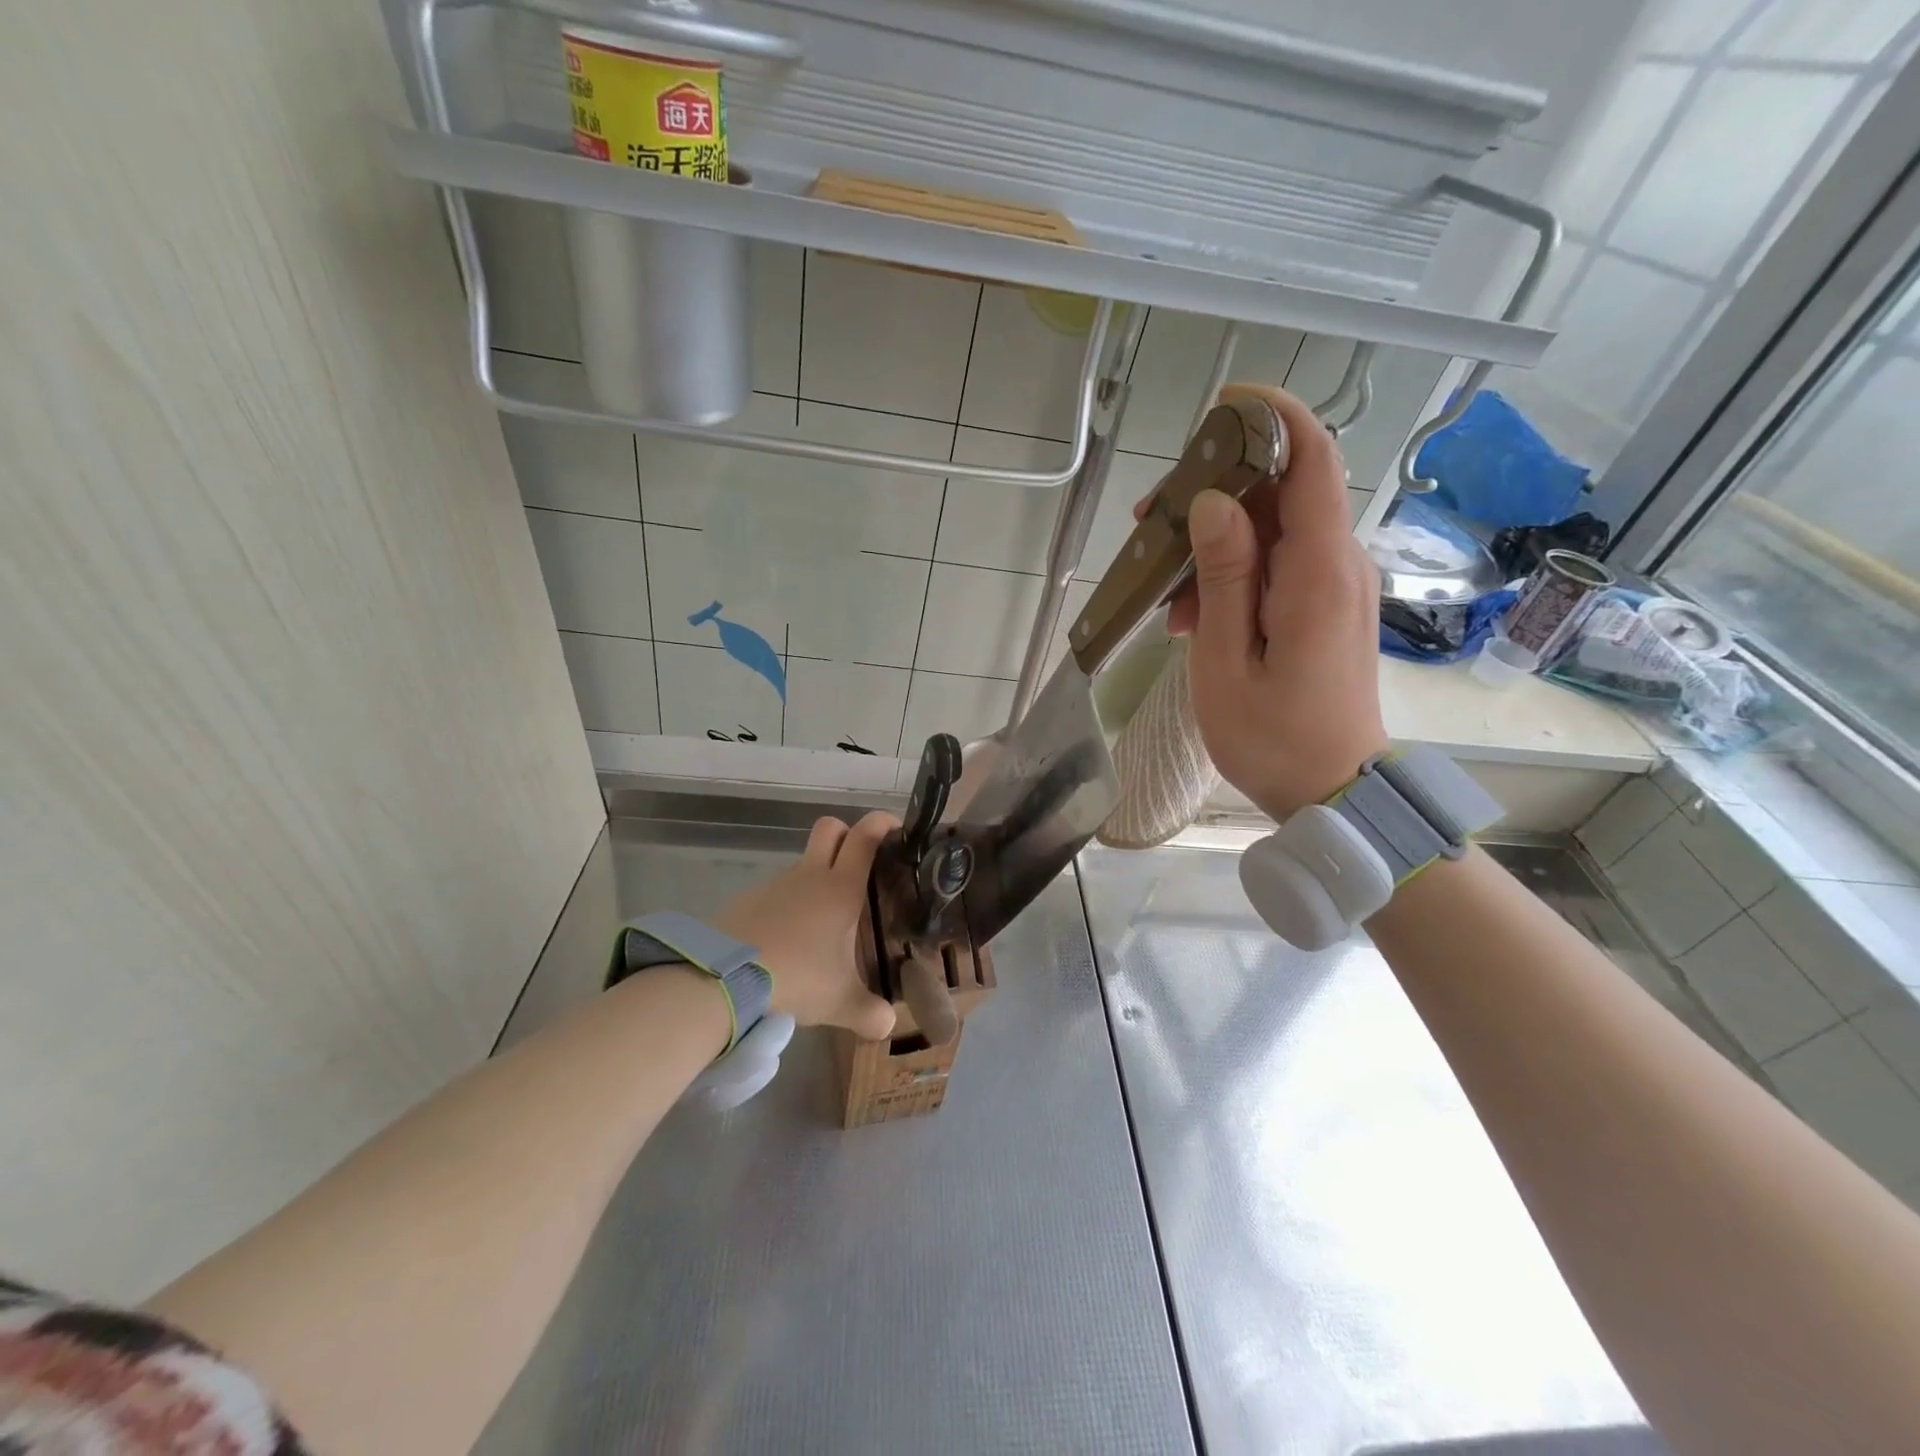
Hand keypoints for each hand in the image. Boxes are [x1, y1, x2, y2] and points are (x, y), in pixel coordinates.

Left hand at [713, 812, 897, 1039]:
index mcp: (840, 888)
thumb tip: (889, 1027)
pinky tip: (785, 943)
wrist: (722, 978)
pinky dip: (786, 907)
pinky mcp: (747, 900)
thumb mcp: (839, 1001)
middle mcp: (810, 876)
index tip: (895, 828)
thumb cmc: (795, 976)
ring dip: (815, 880)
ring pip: (802, 865)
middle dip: (847, 833)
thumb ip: (869, 1013)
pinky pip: (776, 894)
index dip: (881, 822)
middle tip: (860, 864)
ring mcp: (775, 884)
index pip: (864, 836)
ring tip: (821, 927)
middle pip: (829, 829)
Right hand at [1145, 384, 1387, 819]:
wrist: (1333, 789)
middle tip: (1151, 524)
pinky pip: (1278, 564)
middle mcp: (1338, 564)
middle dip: (1215, 492)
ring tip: (1167, 596)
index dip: (1273, 417)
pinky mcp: (1326, 604)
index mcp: (1317, 571)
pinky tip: (1194, 616)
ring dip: (1215, 543)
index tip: (1221, 406)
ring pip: (1274, 528)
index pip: (1312, 460)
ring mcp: (1335, 584)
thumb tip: (1214, 502)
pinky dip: (1233, 573)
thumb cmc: (1272, 737)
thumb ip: (1223, 577)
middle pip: (1282, 490)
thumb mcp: (1227, 661)